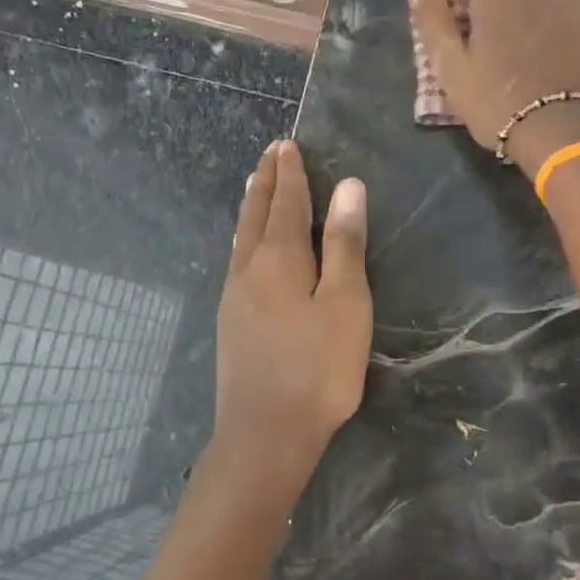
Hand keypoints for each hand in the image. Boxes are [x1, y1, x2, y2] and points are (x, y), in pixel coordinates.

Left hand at [213, 141, 371, 485]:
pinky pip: (237, 261)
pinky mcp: (231, 323)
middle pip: (255, 215)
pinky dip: (245, 238)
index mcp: (278, 259)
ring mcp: (234, 298)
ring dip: (250, 208)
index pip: (285, 203)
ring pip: (241, 238)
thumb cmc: (317, 369)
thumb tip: (348, 187)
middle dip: (264, 182)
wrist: (265, 434)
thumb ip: (344, 245)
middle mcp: (248, 269)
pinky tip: (246, 249)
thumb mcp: (344, 303)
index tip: (287, 145)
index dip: (289, 173)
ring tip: (254, 188)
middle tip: (269, 155)